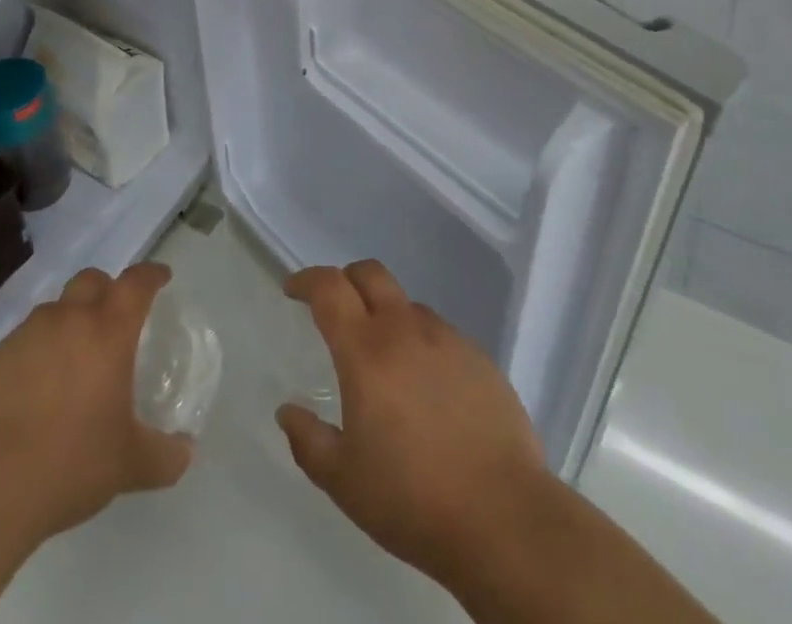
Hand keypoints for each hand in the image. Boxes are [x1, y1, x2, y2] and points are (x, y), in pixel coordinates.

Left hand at [0, 263, 193, 549]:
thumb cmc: (69, 466)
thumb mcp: (129, 466)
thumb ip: (164, 455)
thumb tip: (186, 451)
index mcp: (107, 331)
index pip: (136, 282)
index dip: (151, 275)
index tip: (161, 278)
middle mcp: (66, 320)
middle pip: (91, 280)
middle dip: (106, 290)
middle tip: (113, 321)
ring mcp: (22, 338)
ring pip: (52, 312)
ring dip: (66, 325)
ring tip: (70, 366)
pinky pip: (18, 347)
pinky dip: (31, 359)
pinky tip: (30, 399)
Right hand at [274, 261, 553, 587]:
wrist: (503, 517)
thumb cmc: (412, 499)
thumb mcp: (344, 481)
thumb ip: (308, 440)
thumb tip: (288, 411)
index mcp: (366, 351)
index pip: (330, 288)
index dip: (307, 280)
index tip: (293, 290)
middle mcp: (405, 329)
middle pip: (370, 273)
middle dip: (346, 279)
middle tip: (335, 308)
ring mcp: (447, 339)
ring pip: (407, 305)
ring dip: (387, 316)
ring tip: (385, 362)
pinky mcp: (479, 356)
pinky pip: (440, 334)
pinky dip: (421, 344)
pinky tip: (427, 389)